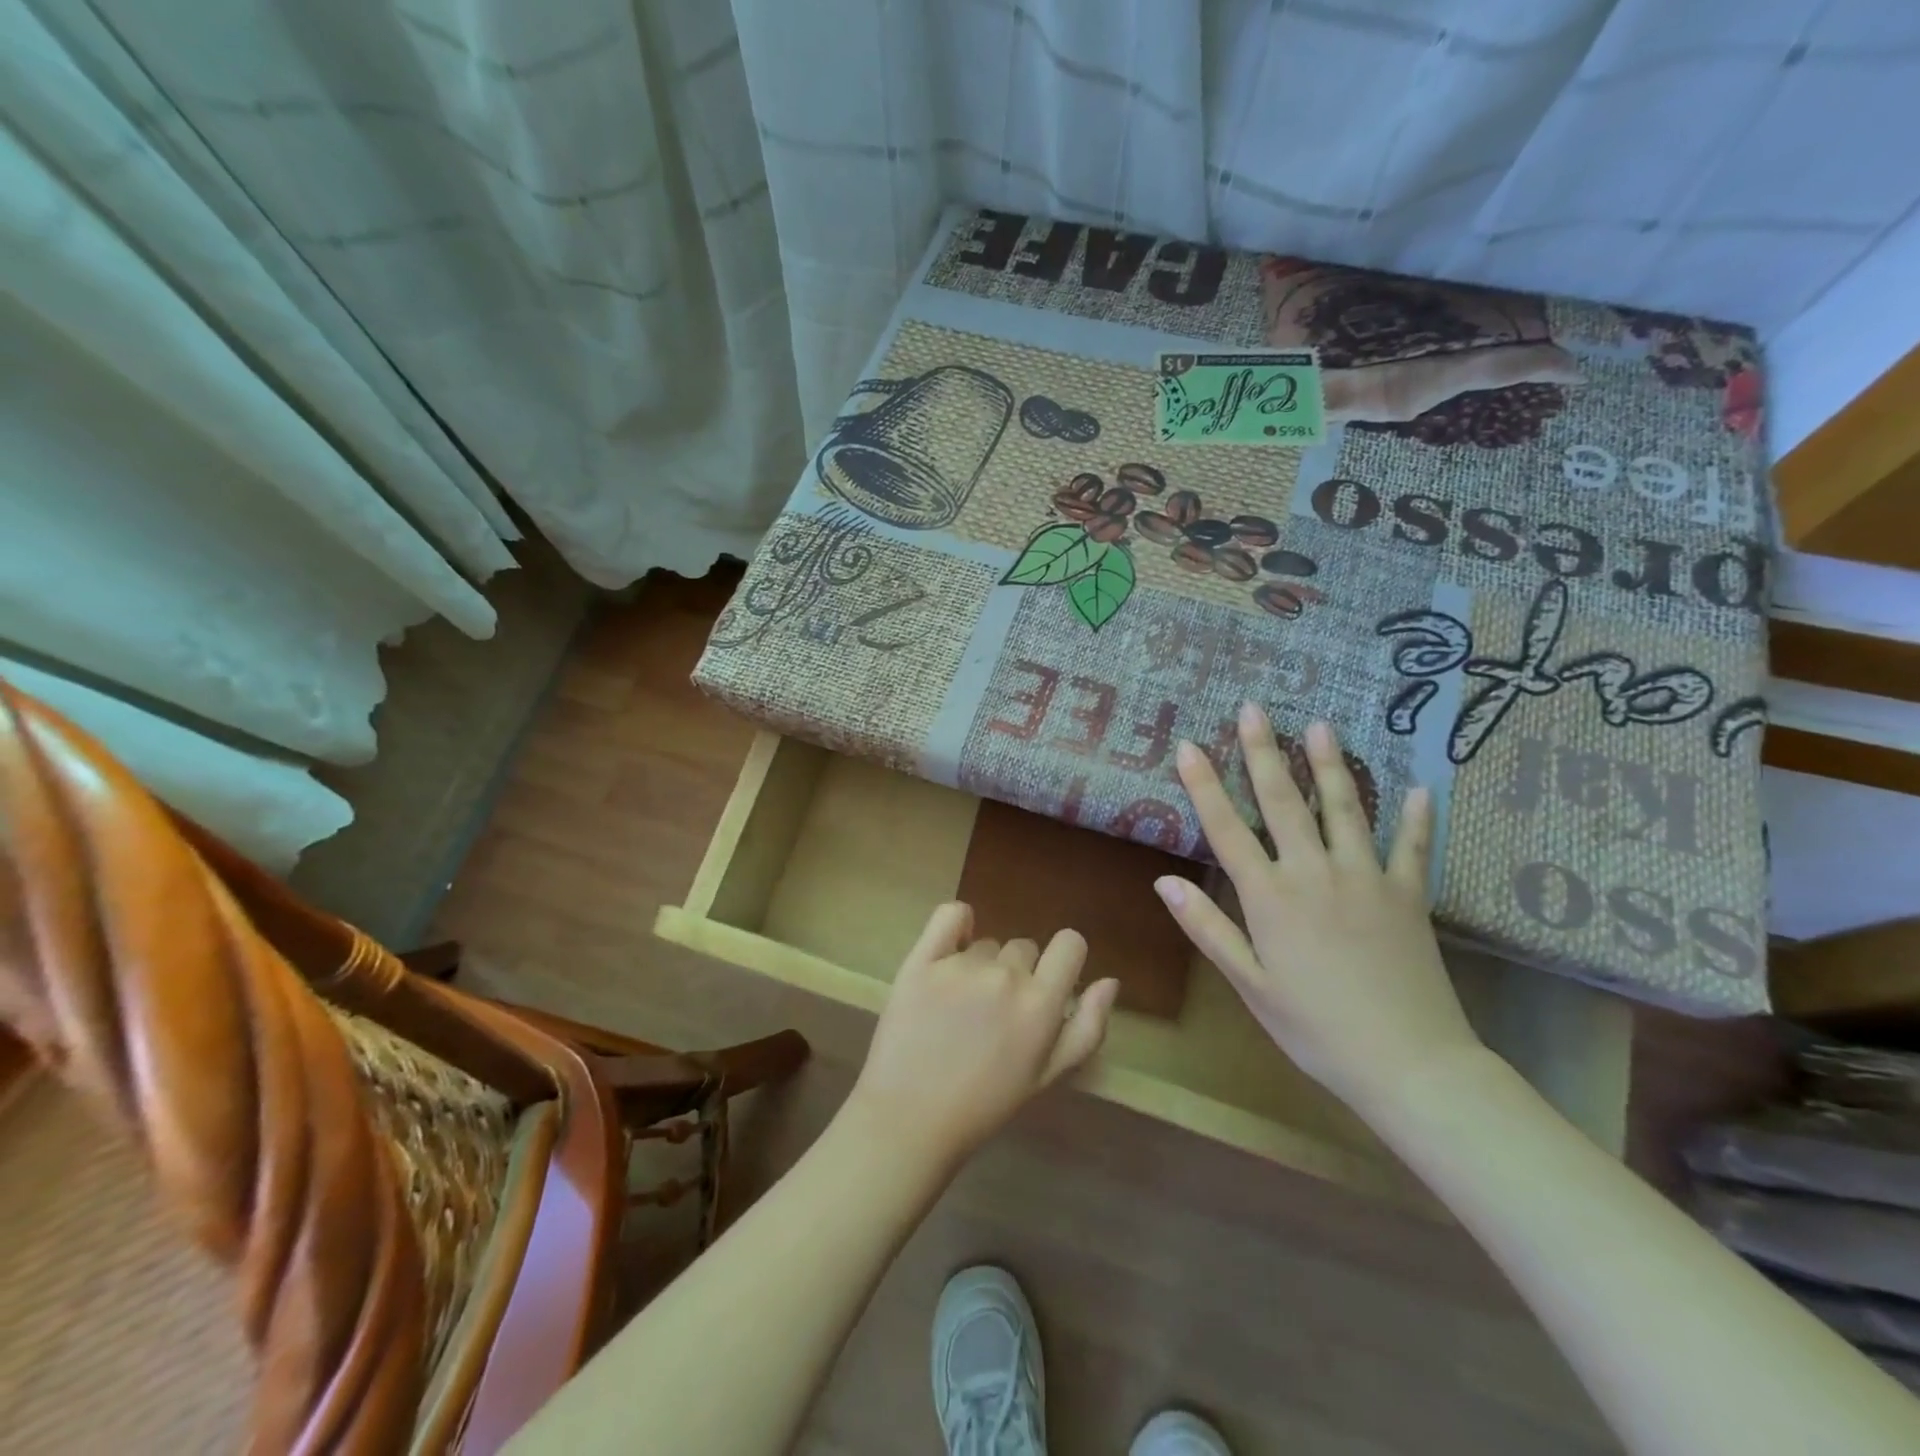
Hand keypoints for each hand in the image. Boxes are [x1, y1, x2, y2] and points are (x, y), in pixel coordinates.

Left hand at [844, 903, 1117, 1167]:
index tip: (1049, 981)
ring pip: (986, 944)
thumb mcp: (1047, 1076)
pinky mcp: (922, 960)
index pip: (1071, 944)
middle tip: (995, 1013)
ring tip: (961, 1007)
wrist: (910, 1118)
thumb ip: (1087, 1028)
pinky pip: (950, 915)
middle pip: (1024, 948)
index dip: (1064, 959)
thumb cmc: (985, 1104)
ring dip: (981, 965)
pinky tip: (953, 945)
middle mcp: (1005, 976)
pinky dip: (957, 923)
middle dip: (1018, 973)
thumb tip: (1110, 981)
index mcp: (1041, 1004)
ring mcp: (961, 965)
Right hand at [1156, 704, 1482, 1121]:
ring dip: (1330, 765)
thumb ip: (1208, 928)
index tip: (1188, 746)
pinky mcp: (1408, 896)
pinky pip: (1412, 848)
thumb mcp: (1250, 986)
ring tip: (1321, 725)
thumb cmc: (1316, 1029)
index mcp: (1270, 898)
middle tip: (1254, 709)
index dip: (1205, 785)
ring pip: (1344, 810)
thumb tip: (1163, 881)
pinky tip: (1419, 789)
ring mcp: (1366, 879)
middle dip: (1263, 752)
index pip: (1227, 829)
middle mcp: (1314, 874)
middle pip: (1283, 802)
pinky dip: (1415, 819)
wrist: (1410, 1065)